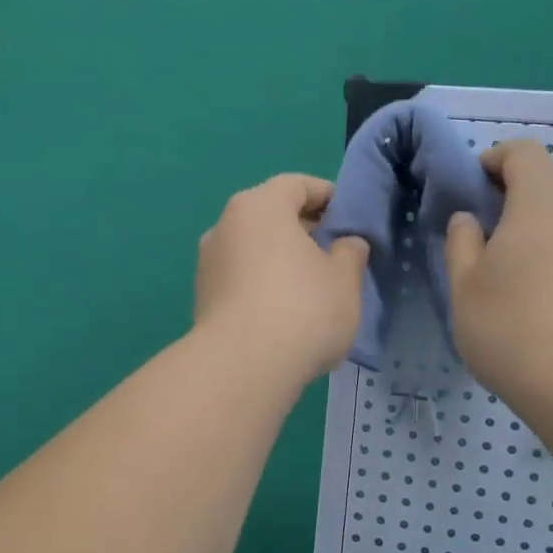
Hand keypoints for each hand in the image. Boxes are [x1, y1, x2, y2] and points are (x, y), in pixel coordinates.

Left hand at [194, 174, 368, 385]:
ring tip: (312, 288)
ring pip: (254, 250)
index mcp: (260, 206)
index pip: (297, 185)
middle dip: (304, 231)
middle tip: (335, 254)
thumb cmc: (302, 309)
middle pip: (271, 216)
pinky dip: (263, 286)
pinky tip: (285, 314)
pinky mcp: (202, 298)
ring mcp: (208, 263)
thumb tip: (345, 244)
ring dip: (281, 261)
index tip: (349, 217)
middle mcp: (225, 225)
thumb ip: (350, 252)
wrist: (242, 367)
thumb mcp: (345, 279)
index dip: (327, 196)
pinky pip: (241, 280)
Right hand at [445, 140, 552, 411]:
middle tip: (493, 251)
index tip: (476, 185)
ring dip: (547, 241)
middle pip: (549, 192)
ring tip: (527, 288)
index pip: (523, 153)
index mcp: (544, 202)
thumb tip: (470, 219)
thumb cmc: (512, 328)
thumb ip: (461, 241)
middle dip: (518, 209)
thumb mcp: (463, 286)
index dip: (495, 160)